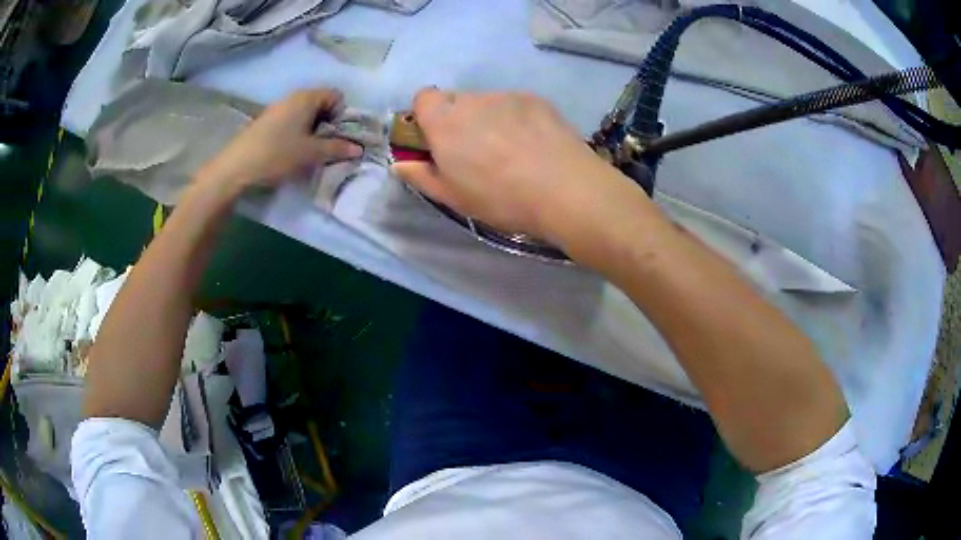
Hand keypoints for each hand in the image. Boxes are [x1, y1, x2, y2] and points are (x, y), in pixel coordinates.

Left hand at [198, 88, 362, 192]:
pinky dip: (297, 134)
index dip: (342, 114)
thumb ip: (336, 149)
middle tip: (327, 146)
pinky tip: (291, 152)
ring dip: (312, 131)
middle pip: (320, 104)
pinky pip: (290, 122)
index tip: (339, 136)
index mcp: (306, 98)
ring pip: (304, 114)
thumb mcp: (310, 154)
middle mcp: (292, 97)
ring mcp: (277, 109)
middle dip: (328, 123)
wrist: (235, 168)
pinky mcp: (266, 122)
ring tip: (309, 152)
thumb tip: (358, 149)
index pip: (336, 95)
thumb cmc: (276, 154)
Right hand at [391, 89, 618, 241]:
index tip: (437, 141)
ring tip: (511, 151)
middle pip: (455, 100)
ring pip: (486, 102)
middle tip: (476, 152)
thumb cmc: (501, 198)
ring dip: (488, 119)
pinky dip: (516, 118)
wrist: (566, 190)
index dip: (426, 116)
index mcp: (444, 120)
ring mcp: (507, 96)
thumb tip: (400, 163)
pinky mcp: (536, 99)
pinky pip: (514, 105)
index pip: (422, 97)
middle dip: (457, 120)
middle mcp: (472, 99)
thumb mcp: (453, 197)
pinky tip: (534, 145)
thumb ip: (421, 175)